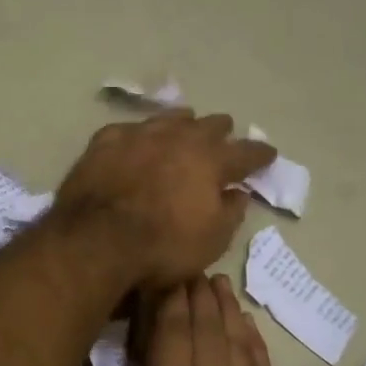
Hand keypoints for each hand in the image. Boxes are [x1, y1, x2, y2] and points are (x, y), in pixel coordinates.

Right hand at [47, 275, 281, 365]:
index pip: (173, 331)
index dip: (169, 297)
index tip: (160, 270)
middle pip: (207, 328)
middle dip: (196, 294)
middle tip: (187, 266)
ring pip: (237, 343)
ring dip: (226, 310)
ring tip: (217, 283)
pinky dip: (255, 342)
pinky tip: (249, 327)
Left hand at [54, 112, 275, 288]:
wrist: (97, 240)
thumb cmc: (162, 246)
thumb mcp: (211, 240)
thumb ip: (230, 213)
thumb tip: (238, 194)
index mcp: (211, 161)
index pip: (245, 153)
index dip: (260, 154)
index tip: (268, 154)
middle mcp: (179, 138)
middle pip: (208, 126)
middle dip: (221, 130)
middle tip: (225, 132)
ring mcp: (139, 135)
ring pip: (169, 119)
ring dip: (182, 123)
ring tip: (186, 123)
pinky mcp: (105, 142)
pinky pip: (129, 130)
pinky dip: (139, 134)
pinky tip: (136, 138)